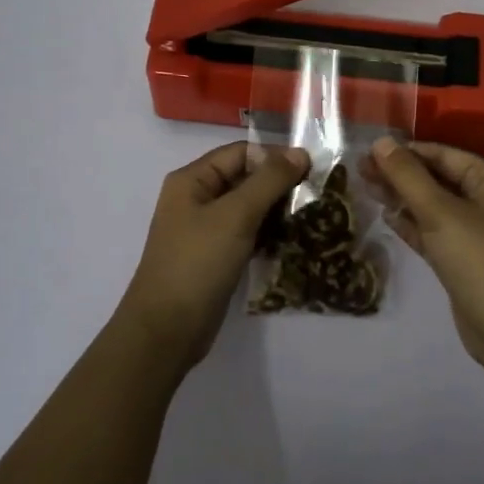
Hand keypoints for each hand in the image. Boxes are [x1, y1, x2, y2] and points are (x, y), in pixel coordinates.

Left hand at [118, 141, 311, 371]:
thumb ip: (269, 181)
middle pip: (244, 178)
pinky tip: (294, 239)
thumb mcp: (235, 216)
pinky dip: (268, 233)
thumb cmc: (197, 263)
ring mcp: (205, 230)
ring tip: (311, 215)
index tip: (311, 170)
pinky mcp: (215, 257)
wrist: (167, 330)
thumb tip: (300, 152)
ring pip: (248, 208)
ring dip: (277, 209)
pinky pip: (246, 233)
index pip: (240, 153)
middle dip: (279, 184)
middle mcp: (196, 199)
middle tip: (316, 193)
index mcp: (192, 180)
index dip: (273, 157)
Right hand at [364, 137, 483, 369]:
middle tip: (360, 169)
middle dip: (401, 173)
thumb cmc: (478, 259)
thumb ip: (408, 176)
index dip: (408, 150)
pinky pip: (432, 232)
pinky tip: (385, 216)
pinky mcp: (461, 260)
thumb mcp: (440, 211)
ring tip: (365, 187)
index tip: (371, 150)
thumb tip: (381, 142)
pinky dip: (410, 224)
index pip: (444, 155)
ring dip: (401, 197)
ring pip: (432, 206)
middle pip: (437, 179)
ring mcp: (474, 233)